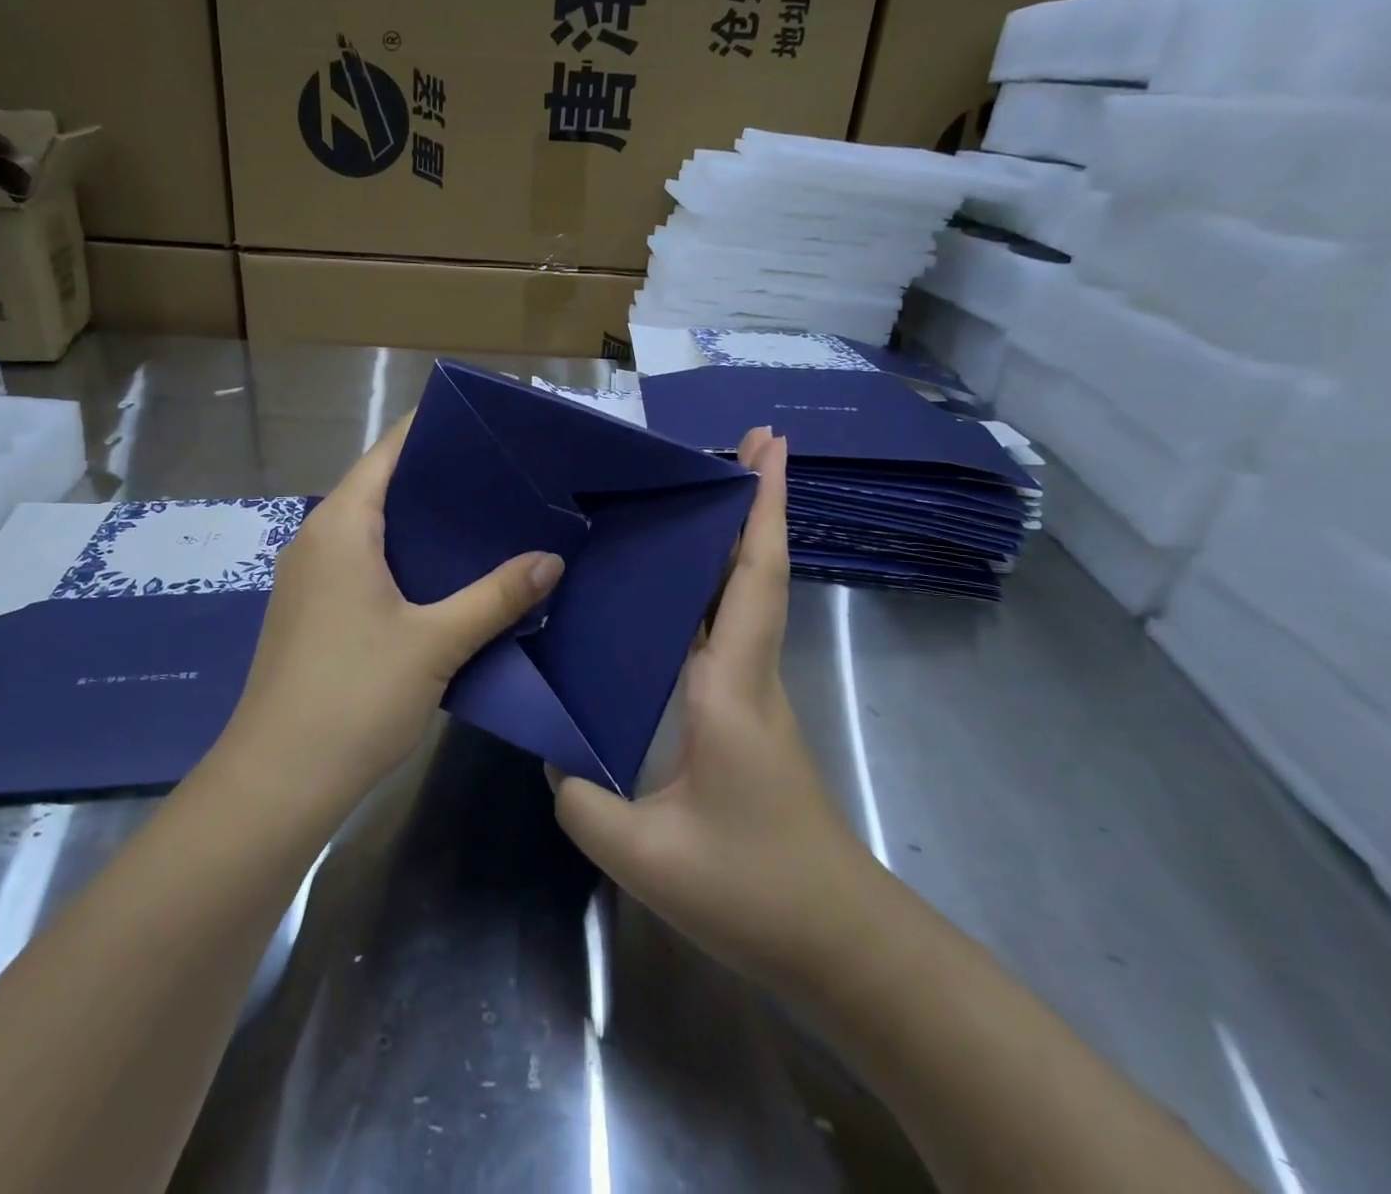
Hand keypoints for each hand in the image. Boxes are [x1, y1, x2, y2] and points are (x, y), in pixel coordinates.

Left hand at [227, 412, 564, 809]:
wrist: (279, 779)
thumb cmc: (353, 696)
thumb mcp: (435, 643)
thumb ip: (495, 597)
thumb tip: (550, 559)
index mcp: (342, 526)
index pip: (390, 451)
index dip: (436, 430)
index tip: (490, 426)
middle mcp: (319, 539)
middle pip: (384, 486)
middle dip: (442, 478)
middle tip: (507, 477)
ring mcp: (311, 577)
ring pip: (376, 529)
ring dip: (426, 524)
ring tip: (489, 520)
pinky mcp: (314, 611)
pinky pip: (366, 563)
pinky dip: (407, 558)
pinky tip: (449, 576)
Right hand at [552, 427, 870, 993]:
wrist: (837, 945)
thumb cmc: (753, 891)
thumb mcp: (645, 855)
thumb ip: (582, 798)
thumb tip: (553, 751)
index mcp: (731, 688)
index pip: (752, 578)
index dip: (765, 506)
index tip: (771, 445)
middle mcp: (749, 675)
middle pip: (756, 571)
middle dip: (753, 502)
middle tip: (732, 444)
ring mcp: (753, 695)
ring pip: (744, 598)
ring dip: (731, 541)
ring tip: (690, 498)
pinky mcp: (746, 717)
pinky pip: (727, 634)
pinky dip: (710, 592)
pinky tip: (669, 594)